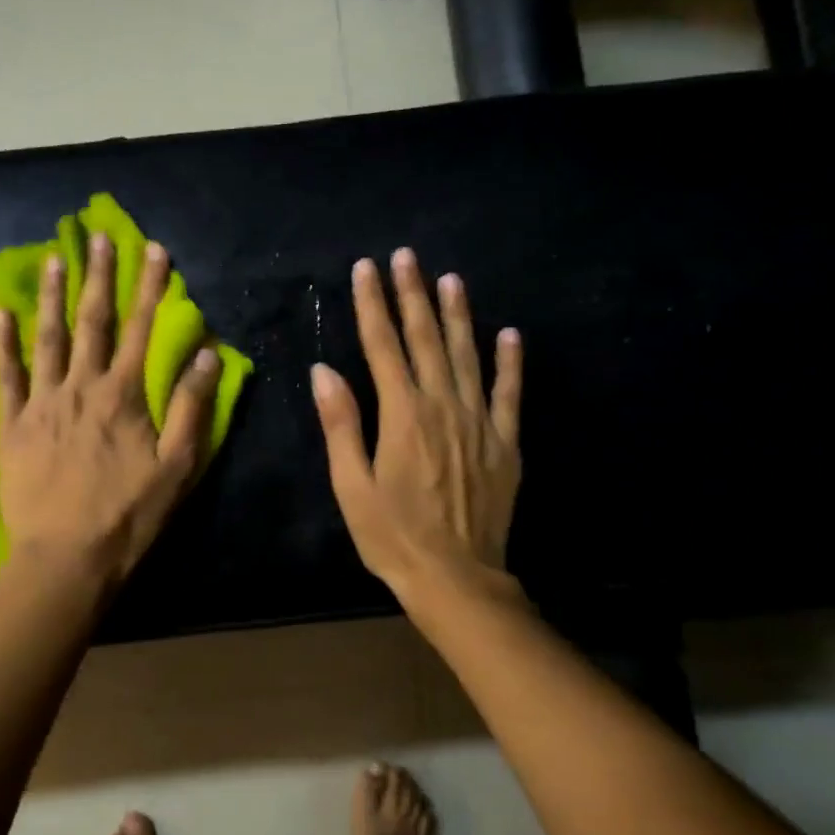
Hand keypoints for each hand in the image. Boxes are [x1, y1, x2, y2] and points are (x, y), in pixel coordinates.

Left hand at [0, 232, 219, 588]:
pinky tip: (0, 313)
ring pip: (48, 339)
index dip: (148, 287)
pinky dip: (3, 343)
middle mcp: (81, 387)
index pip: (140, 329)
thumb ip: (190, 406)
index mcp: (123, 395)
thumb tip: (207, 353)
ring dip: (54, 297)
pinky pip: (6, 376)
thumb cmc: (129, 514)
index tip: (152, 249)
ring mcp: (42, 403)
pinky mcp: (13, 425)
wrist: (66, 557)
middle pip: (92, 322)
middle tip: (98, 237)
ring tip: (55, 259)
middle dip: (99, 277)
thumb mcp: (177, 466)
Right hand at [312, 249, 523, 606]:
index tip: (366, 268)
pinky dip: (509, 362)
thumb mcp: (352, 486)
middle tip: (406, 256)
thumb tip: (324, 371)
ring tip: (450, 279)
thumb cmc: (393, 536)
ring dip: (458, 314)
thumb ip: (341, 424)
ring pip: (467, 355)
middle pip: (426, 340)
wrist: (457, 577)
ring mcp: (479, 422)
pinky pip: (509, 393)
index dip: (373, 305)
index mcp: (402, 415)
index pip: (382, 347)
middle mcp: (443, 407)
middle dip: (413, 295)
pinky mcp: (505, 442)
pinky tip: (508, 333)